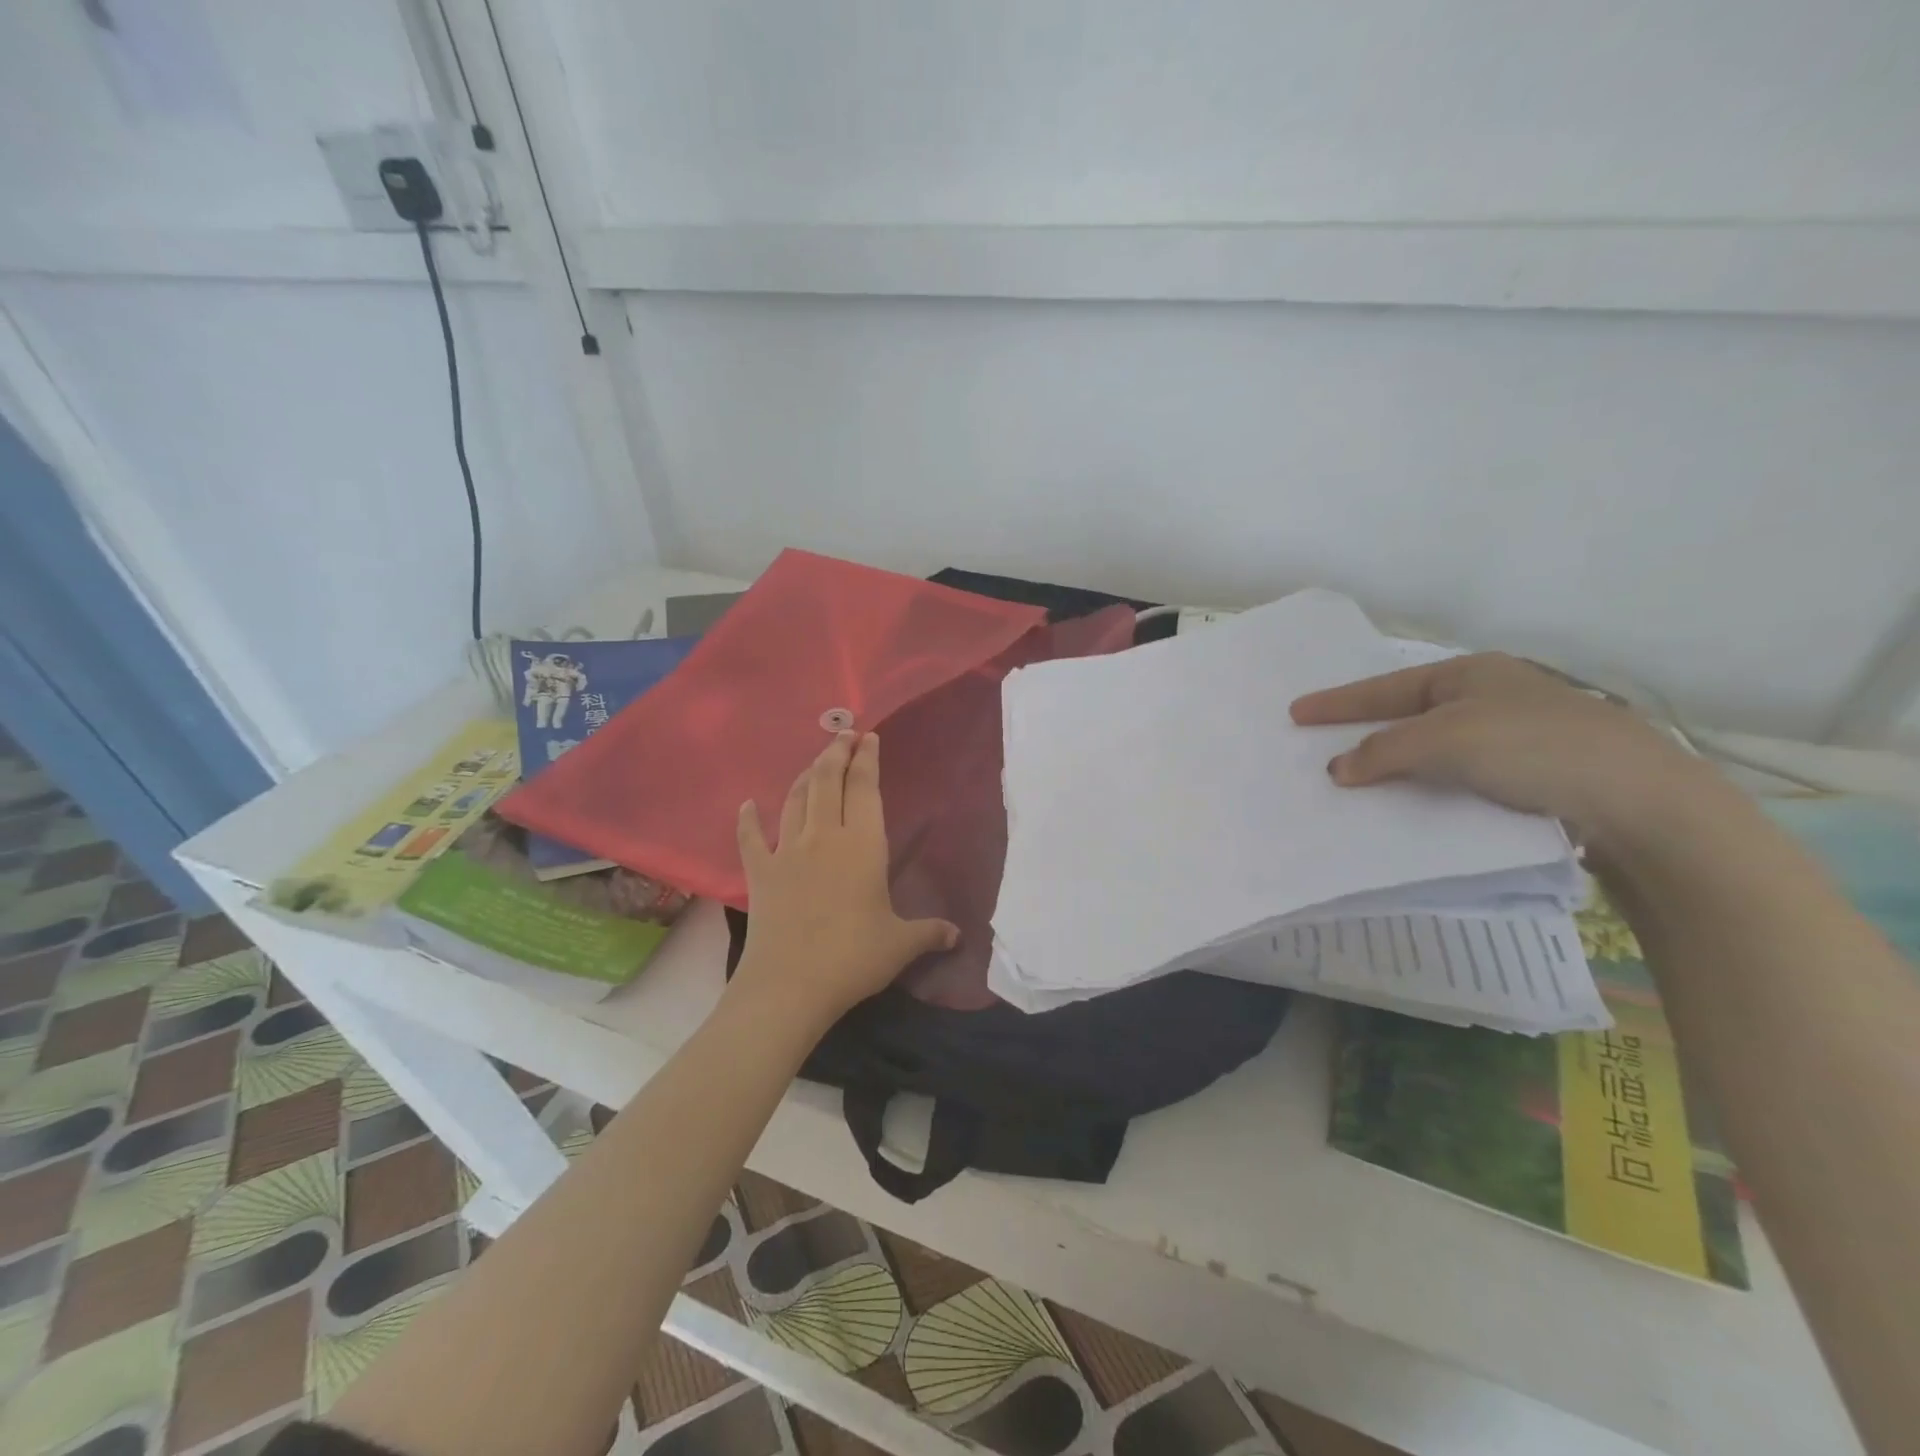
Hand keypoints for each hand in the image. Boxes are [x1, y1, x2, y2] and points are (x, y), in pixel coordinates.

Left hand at [731, 731, 957, 1026]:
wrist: (789, 984)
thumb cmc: (853, 957)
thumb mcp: (900, 944)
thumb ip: (929, 933)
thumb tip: (958, 935)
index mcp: (862, 844)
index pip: (865, 788)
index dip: (867, 759)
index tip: (868, 737)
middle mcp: (824, 836)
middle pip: (827, 781)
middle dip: (835, 753)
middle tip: (842, 734)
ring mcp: (787, 851)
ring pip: (794, 800)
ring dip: (804, 777)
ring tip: (813, 763)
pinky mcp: (760, 873)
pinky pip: (750, 839)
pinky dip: (748, 820)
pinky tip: (747, 806)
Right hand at [1289, 652, 1712, 844]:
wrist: (1638, 800)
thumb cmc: (1532, 748)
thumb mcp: (1446, 741)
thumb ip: (1383, 751)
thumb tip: (1337, 769)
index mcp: (1469, 673)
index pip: (1385, 688)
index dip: (1337, 702)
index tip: (1294, 713)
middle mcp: (1490, 696)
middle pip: (1407, 714)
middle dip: (1364, 731)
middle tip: (1321, 745)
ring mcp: (1513, 734)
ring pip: (1433, 747)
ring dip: (1395, 763)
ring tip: (1358, 780)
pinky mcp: (1530, 772)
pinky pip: (1456, 773)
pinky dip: (1426, 783)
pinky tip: (1413, 800)